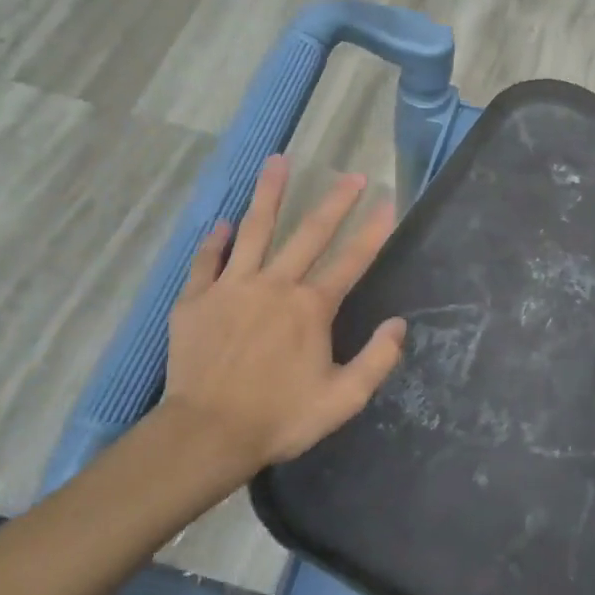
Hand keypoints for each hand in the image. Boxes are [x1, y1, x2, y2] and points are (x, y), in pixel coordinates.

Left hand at [160, 154, 406, 475]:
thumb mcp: (343, 399)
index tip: (388, 202)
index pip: (351, 261)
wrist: (206, 434)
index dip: (373, 231)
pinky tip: (223, 222)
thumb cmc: (279, 418)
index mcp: (311, 307)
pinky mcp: (196, 300)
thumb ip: (376, 359)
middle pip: (308, 233)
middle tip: (352, 175)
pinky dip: (215, 240)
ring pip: (254, 230)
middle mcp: (274, 285)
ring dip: (268, 194)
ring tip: (278, 161)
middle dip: (334, 202)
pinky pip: (206, 261)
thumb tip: (398, 324)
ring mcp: (232, 288)